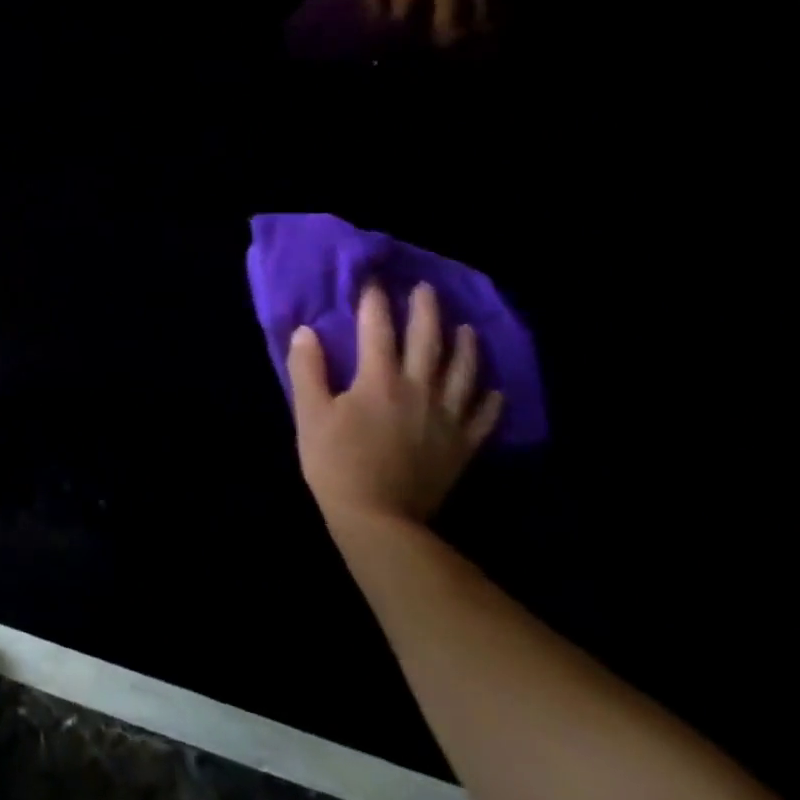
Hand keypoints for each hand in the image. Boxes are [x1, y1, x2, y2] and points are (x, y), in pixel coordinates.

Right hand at [288, 281, 503, 525]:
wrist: (378, 517)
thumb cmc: (334, 462)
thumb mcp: (309, 413)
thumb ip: (308, 369)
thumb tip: (306, 331)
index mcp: (378, 380)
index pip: (377, 330)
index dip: (374, 303)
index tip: (371, 281)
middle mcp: (419, 390)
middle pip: (428, 342)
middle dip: (426, 312)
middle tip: (426, 289)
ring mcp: (447, 418)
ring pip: (463, 373)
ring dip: (465, 346)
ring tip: (465, 328)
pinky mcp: (462, 445)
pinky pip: (484, 416)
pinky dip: (490, 398)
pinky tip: (492, 388)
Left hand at [352, 0, 490, 46]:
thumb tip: (359, 8)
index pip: (407, 3)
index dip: (398, 30)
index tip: (388, 49)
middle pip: (453, 13)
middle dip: (442, 40)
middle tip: (431, 59)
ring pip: (483, 4)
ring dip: (473, 32)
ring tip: (466, 56)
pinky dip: (494, 11)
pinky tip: (492, 32)